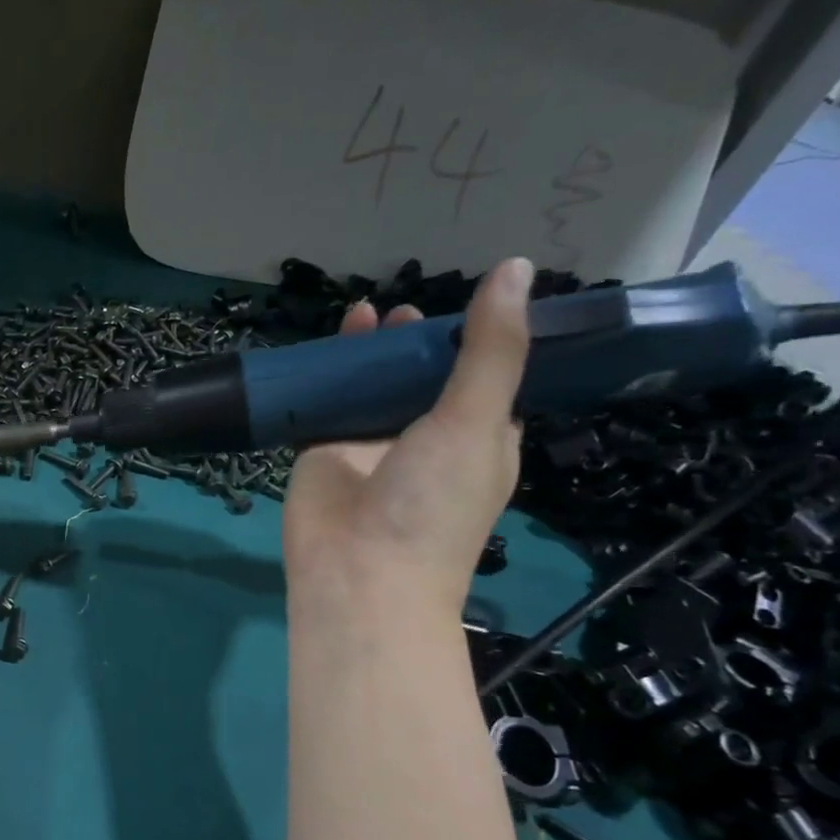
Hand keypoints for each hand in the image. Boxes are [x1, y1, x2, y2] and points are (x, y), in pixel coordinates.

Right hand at [283, 257, 533, 615]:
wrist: (358, 572)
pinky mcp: (324, 448)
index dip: (479, 341)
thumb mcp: (476, 421)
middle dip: (419, 342)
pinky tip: (335, 335)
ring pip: (373, 385)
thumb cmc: (433, 504)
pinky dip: (329, 369)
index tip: (474, 302)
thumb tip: (515, 267)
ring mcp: (370, 444)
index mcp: (476, 440)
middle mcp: (424, 440)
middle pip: (422, 377)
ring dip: (373, 350)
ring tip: (373, 312)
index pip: (483, 379)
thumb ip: (491, 349)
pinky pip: (327, 400)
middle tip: (411, 312)